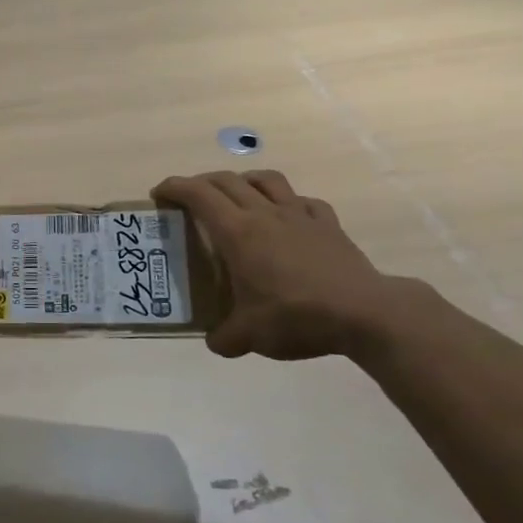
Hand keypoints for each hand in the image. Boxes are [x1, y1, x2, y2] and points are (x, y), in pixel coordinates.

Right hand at [153, 170, 406, 360]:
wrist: (364, 313)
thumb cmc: (296, 316)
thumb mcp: (249, 336)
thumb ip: (224, 337)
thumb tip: (215, 341)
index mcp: (237, 232)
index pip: (197, 194)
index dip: (174, 187)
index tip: (158, 194)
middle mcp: (264, 213)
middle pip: (226, 181)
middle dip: (201, 183)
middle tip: (189, 198)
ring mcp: (299, 215)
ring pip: (266, 180)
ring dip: (244, 181)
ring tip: (237, 195)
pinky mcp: (328, 224)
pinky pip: (303, 201)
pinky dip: (288, 202)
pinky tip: (288, 218)